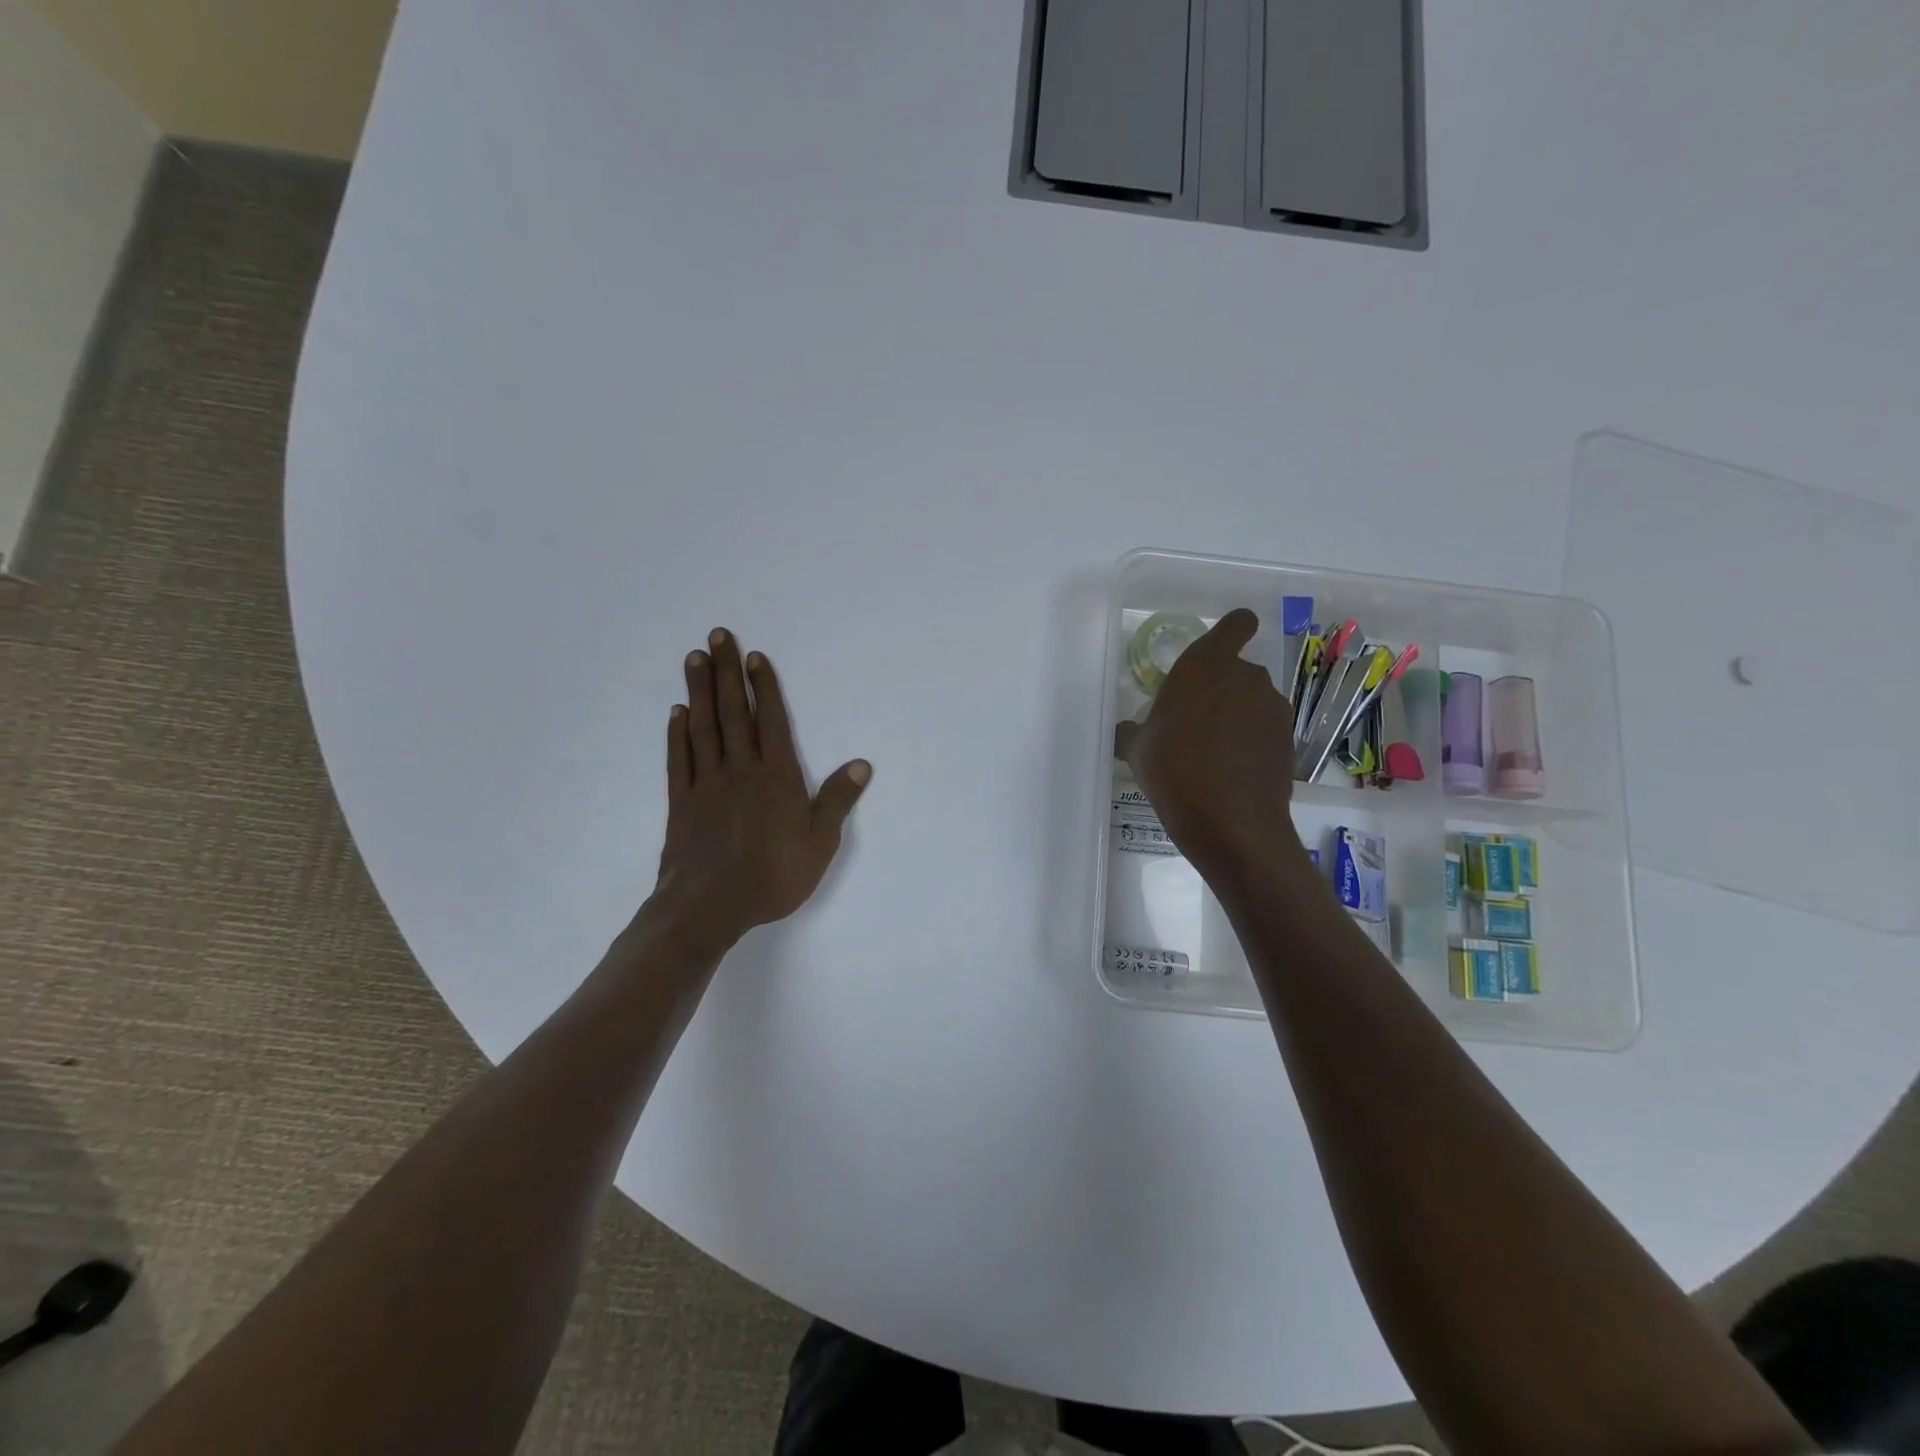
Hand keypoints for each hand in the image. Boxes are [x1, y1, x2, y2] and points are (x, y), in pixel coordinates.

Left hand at [647, 628, 869, 951]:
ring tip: (695, 659)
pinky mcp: (681, 801)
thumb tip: (861, 764)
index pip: (772, 722)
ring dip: (700, 691)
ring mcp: (707, 783)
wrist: (710, 907)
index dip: (765, 687)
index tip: (755, 656)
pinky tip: (677, 713)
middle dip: (727, 673)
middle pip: (734, 712)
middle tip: (718, 636)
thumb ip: (837, 800)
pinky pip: (679, 759)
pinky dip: (677, 733)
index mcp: (776, 777)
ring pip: (703, 727)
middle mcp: (740, 770)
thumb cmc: (773, 876)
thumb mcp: (819, 843)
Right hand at [1115, 608, 1301, 881]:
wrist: (1230, 822)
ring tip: (1213, 754)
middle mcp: (1246, 676)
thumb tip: (1132, 730)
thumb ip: (1138, 728)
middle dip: (1221, 690)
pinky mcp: (1288, 739)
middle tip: (1195, 723)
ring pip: (1253, 701)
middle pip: (1238, 670)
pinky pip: (1264, 730)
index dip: (1232, 632)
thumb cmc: (1173, 770)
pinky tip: (1232, 773)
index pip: (1237, 624)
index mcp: (1206, 665)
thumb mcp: (1138, 748)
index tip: (1217, 653)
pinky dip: (1252, 743)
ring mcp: (1273, 708)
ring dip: (1237, 718)